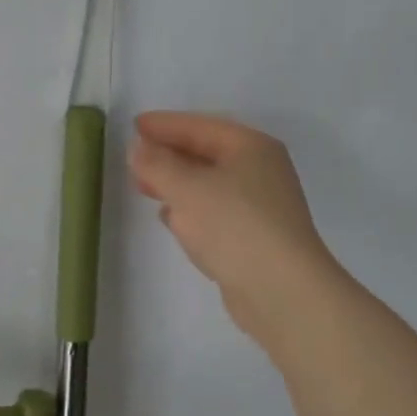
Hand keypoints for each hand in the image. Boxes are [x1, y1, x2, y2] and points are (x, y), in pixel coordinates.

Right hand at [129, 112, 341, 341]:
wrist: (282, 291)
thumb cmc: (234, 226)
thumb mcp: (187, 188)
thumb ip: (158, 164)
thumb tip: (138, 148)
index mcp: (251, 147)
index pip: (200, 126)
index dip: (165, 124)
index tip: (134, 125)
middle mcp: (260, 171)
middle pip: (206, 154)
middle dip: (169, 155)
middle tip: (134, 158)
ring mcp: (260, 206)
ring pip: (209, 184)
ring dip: (177, 183)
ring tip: (145, 186)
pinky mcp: (254, 237)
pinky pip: (215, 212)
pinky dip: (190, 209)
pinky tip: (170, 217)